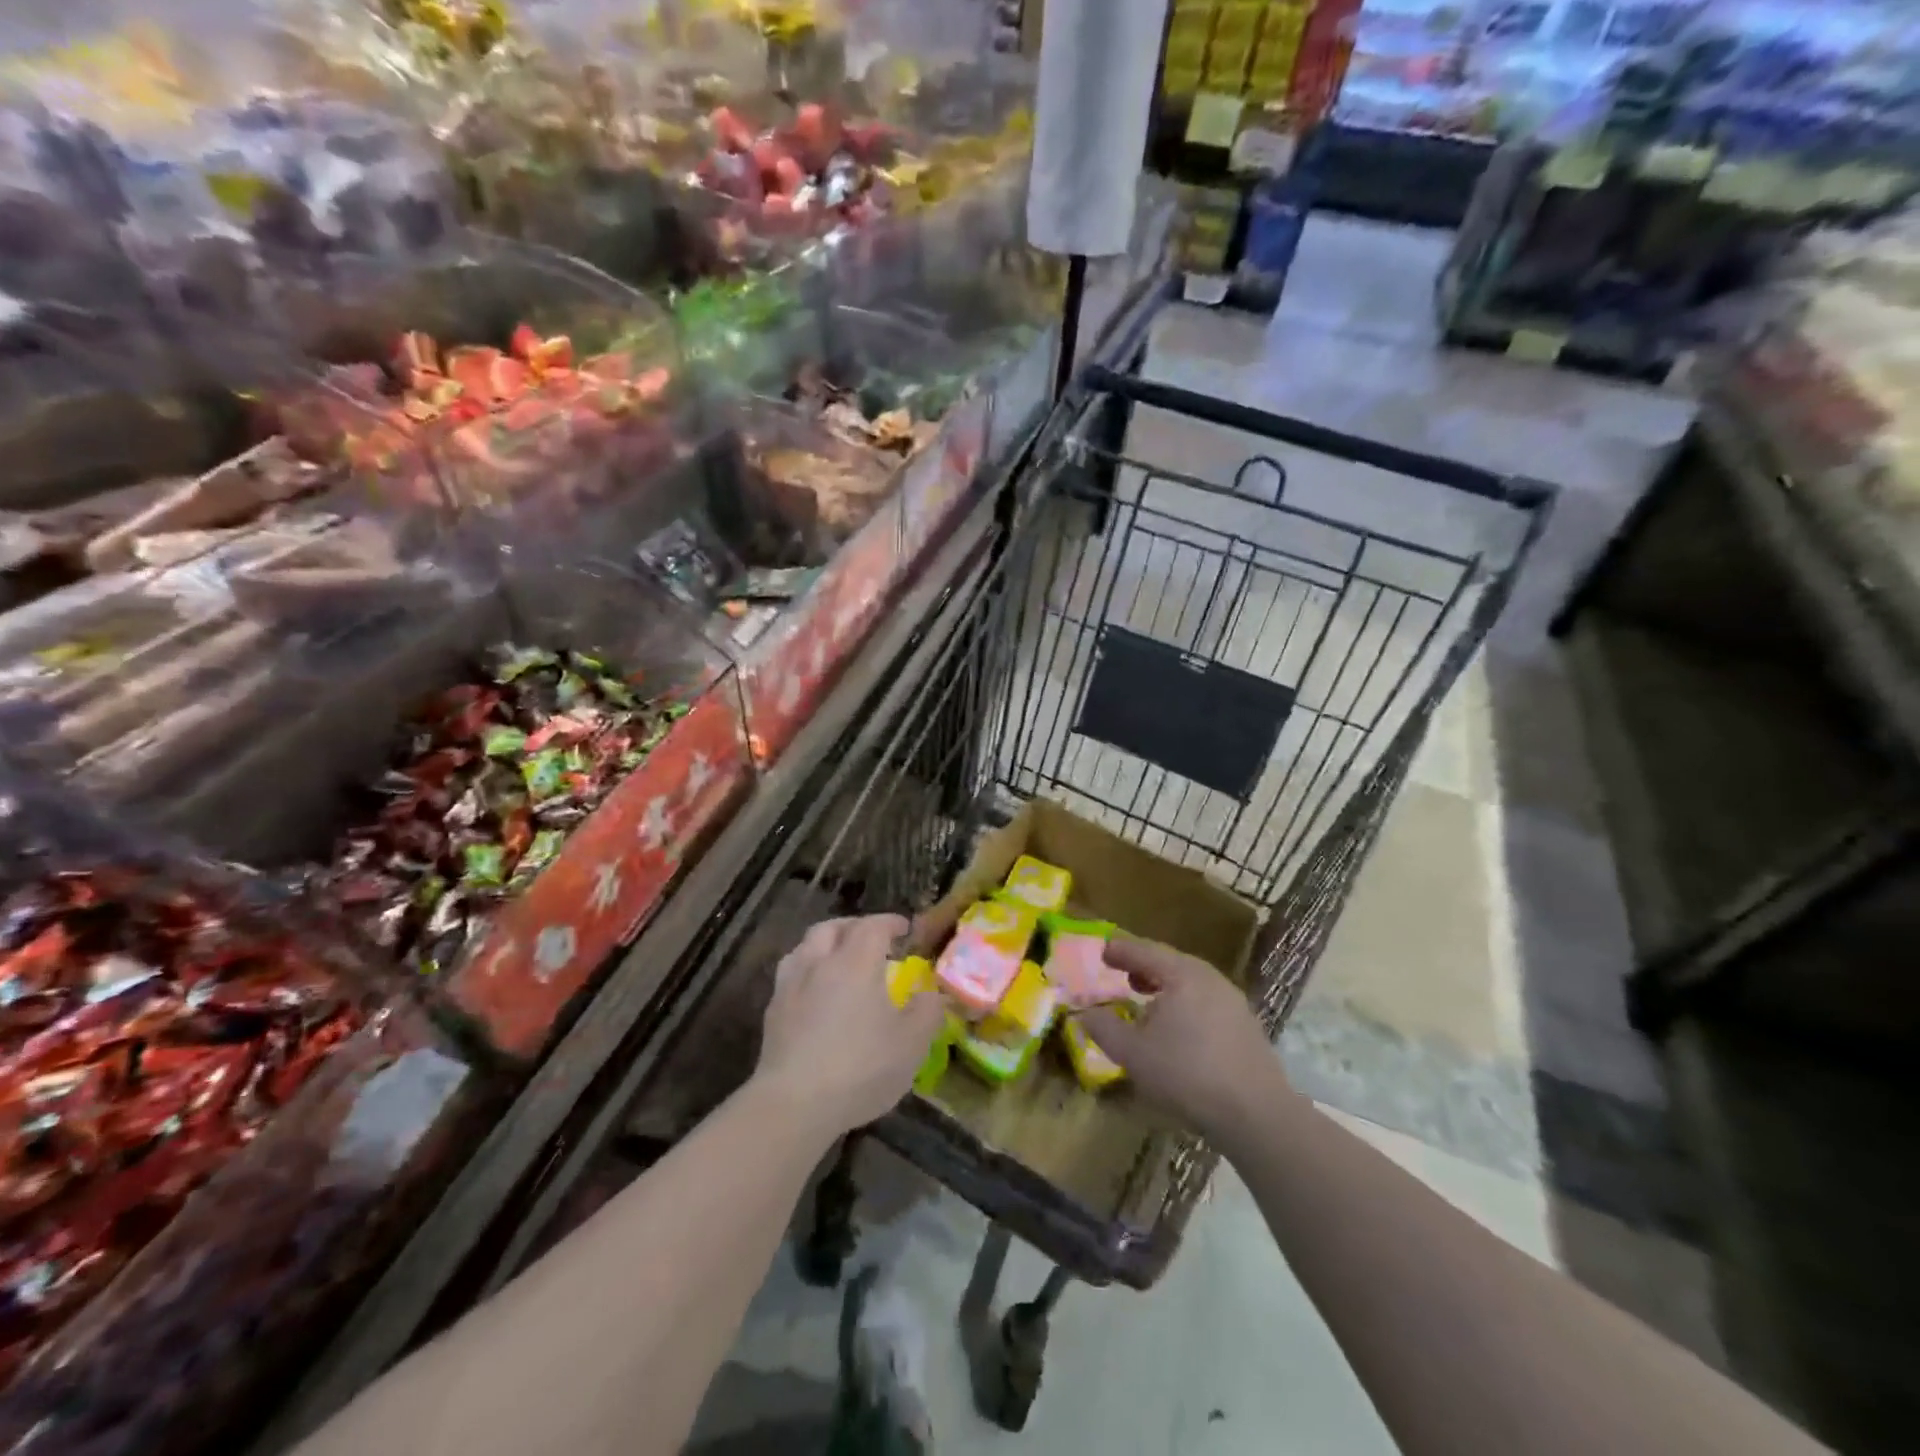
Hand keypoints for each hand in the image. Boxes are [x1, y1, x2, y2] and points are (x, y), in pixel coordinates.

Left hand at [755, 914, 947, 1136]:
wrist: (794, 1103)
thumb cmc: (860, 1068)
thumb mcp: (911, 1044)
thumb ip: (927, 1012)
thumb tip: (932, 993)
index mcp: (855, 962)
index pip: (873, 926)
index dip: (890, 923)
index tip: (905, 929)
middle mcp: (819, 963)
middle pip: (832, 928)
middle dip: (854, 927)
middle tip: (872, 940)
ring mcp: (790, 985)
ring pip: (805, 946)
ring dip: (825, 944)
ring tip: (839, 960)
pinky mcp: (772, 1011)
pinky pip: (791, 974)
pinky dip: (807, 971)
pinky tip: (815, 993)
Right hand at [1081, 937, 1288, 1140]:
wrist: (1256, 1114)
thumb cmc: (1187, 1075)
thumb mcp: (1133, 1054)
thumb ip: (1103, 1028)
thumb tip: (1084, 1013)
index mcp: (1182, 974)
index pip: (1144, 951)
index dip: (1120, 950)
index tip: (1102, 950)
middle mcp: (1210, 978)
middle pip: (1170, 963)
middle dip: (1144, 967)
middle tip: (1123, 974)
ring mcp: (1233, 1001)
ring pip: (1190, 983)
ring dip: (1165, 988)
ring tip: (1147, 1002)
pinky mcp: (1246, 1026)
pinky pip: (1206, 1002)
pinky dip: (1184, 1004)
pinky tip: (1178, 1029)